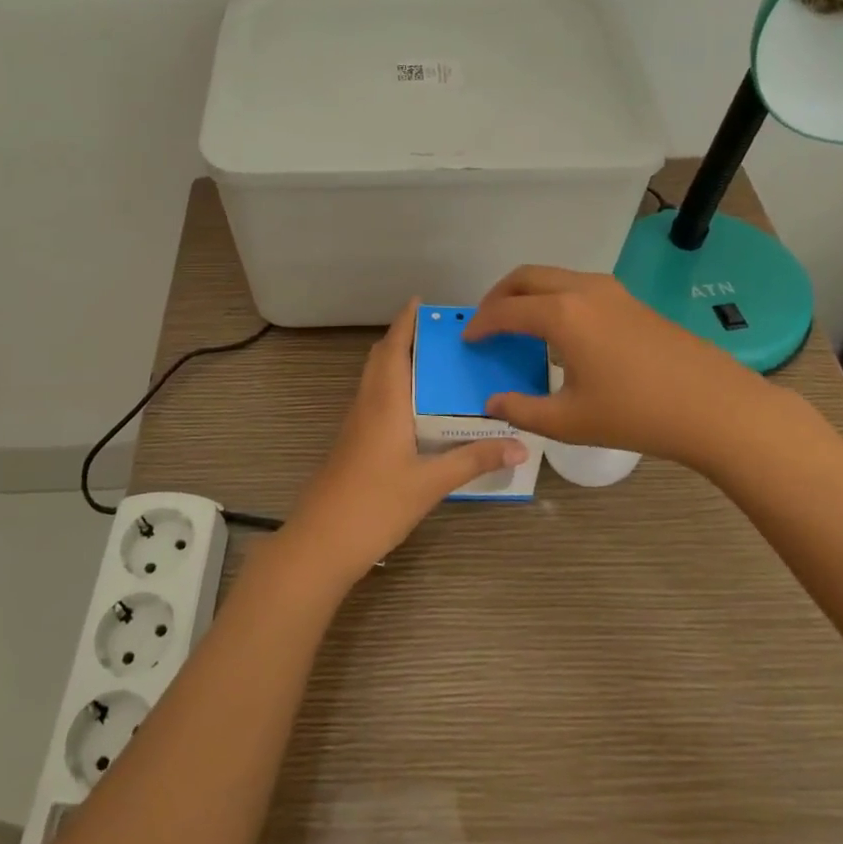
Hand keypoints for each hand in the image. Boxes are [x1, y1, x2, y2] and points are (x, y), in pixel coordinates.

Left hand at [283, 300, 526, 588]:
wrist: (322, 541)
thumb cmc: (376, 504)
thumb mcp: (431, 483)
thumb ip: (474, 460)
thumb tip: (520, 443)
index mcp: (385, 402)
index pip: (394, 348)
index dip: (406, 322)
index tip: (422, 302)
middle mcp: (368, 404)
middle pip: (382, 358)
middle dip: (405, 338)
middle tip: (441, 334)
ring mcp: (356, 424)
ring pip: (376, 379)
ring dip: (398, 362)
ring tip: (436, 364)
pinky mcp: (354, 443)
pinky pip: (375, 399)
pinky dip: (394, 387)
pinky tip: (418, 408)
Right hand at [463, 265, 758, 461]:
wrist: (714, 406)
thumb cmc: (636, 414)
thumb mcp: (570, 421)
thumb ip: (522, 410)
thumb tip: (493, 402)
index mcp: (562, 314)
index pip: (506, 310)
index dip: (481, 324)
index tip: (468, 338)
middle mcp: (582, 290)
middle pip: (527, 277)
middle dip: (499, 295)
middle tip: (486, 322)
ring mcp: (611, 291)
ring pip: (554, 276)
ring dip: (528, 293)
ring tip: (519, 324)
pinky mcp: (631, 300)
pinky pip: (577, 286)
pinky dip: (554, 298)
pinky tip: (560, 332)